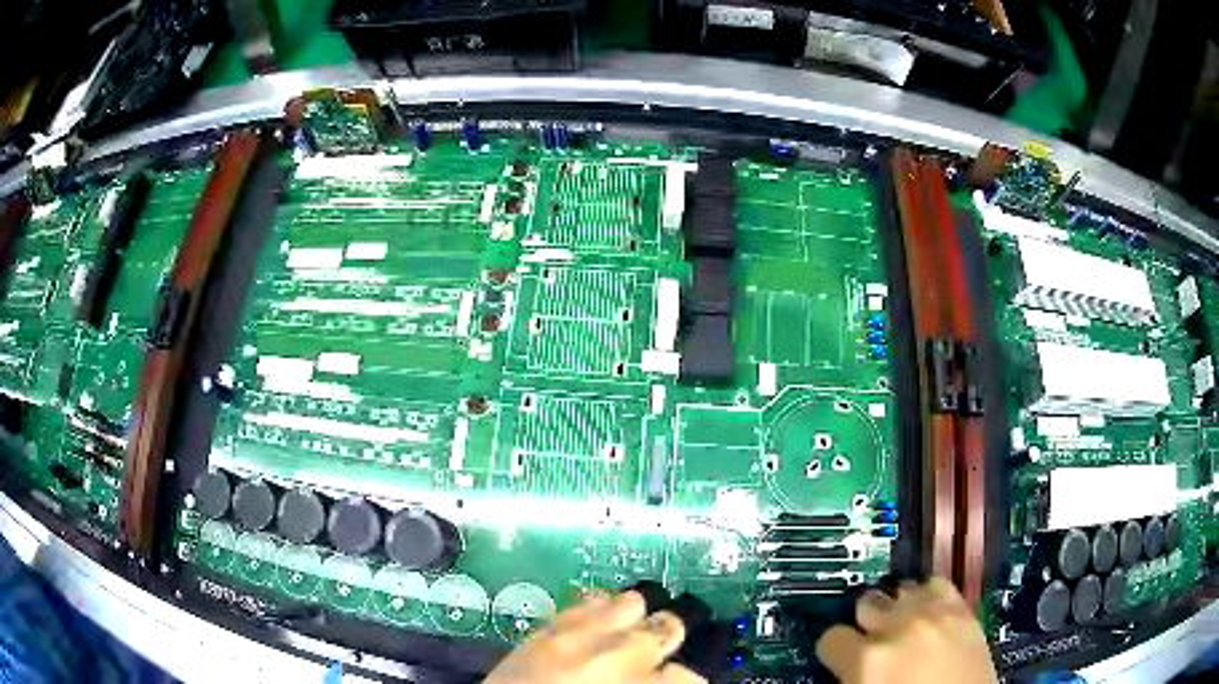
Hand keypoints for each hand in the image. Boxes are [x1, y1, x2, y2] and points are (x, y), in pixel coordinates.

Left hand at [485, 590, 706, 683]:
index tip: (678, 681)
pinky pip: (584, 604)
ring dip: (634, 618)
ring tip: (629, 632)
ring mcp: (575, 639)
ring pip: (628, 604)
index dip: (686, 678)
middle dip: (666, 639)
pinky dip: (597, 610)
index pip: (687, 674)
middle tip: (658, 655)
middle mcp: (616, 658)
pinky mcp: (543, 631)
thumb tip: (671, 678)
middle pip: (665, 628)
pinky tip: (597, 623)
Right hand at [816, 577, 997, 683]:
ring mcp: (936, 615)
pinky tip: (928, 618)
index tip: (843, 661)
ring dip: (899, 609)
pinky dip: (929, 598)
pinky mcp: (964, 611)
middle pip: (868, 602)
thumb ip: (849, 676)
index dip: (836, 652)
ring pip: (903, 589)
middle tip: (875, 646)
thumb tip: (843, 666)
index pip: (832, 636)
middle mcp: (900, 628)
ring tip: (903, 630)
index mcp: (867, 660)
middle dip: (868, 624)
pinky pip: (938, 586)